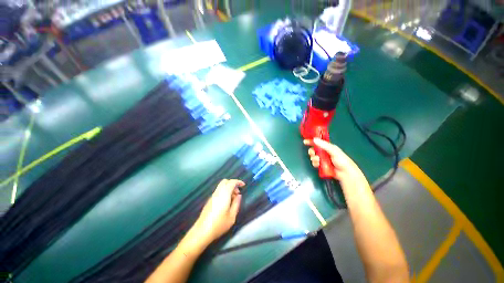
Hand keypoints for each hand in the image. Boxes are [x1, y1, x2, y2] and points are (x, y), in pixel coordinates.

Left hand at [192, 179, 243, 245]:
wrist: (202, 231)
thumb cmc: (219, 224)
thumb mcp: (232, 216)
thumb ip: (236, 203)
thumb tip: (239, 195)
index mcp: (224, 194)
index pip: (232, 182)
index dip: (238, 182)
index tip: (243, 185)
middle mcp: (218, 192)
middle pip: (225, 181)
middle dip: (233, 184)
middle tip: (237, 192)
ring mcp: (212, 196)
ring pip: (221, 186)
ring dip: (228, 188)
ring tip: (233, 199)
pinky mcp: (209, 200)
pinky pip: (218, 191)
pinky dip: (224, 192)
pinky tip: (226, 202)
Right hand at [303, 138, 366, 187]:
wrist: (346, 173)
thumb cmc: (342, 160)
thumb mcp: (333, 151)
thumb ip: (324, 145)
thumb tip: (314, 139)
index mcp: (328, 147)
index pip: (318, 142)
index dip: (311, 142)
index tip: (305, 142)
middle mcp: (324, 153)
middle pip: (314, 150)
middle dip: (312, 152)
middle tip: (313, 153)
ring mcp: (323, 159)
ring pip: (313, 157)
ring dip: (314, 158)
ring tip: (318, 161)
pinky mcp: (321, 166)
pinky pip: (315, 163)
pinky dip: (315, 163)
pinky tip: (318, 165)